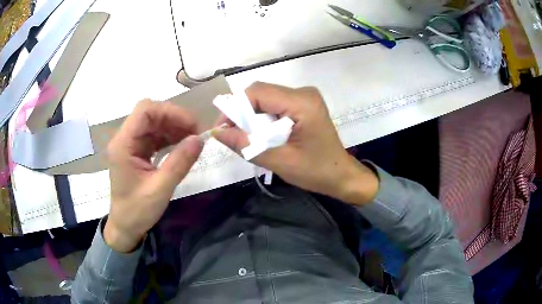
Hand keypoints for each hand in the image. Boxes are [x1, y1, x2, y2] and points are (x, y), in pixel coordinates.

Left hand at [105, 100, 202, 252]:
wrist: (125, 227)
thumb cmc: (137, 211)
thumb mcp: (160, 189)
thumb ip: (179, 163)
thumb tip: (199, 140)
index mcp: (123, 144)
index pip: (144, 110)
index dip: (170, 112)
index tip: (191, 126)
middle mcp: (125, 139)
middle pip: (150, 114)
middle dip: (174, 119)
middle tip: (195, 133)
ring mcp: (130, 145)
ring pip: (154, 123)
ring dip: (174, 128)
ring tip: (192, 140)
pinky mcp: (137, 152)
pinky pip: (154, 136)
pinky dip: (169, 138)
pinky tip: (182, 146)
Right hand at [214, 82, 378, 204]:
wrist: (341, 175)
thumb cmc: (316, 171)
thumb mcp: (279, 161)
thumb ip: (246, 146)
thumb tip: (217, 133)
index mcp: (302, 102)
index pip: (257, 92)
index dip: (234, 107)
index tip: (222, 129)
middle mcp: (303, 93)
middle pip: (261, 93)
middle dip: (242, 113)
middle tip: (233, 136)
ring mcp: (304, 97)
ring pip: (266, 99)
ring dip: (251, 117)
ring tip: (246, 139)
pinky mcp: (303, 105)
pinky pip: (275, 105)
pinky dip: (263, 119)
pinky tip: (261, 135)